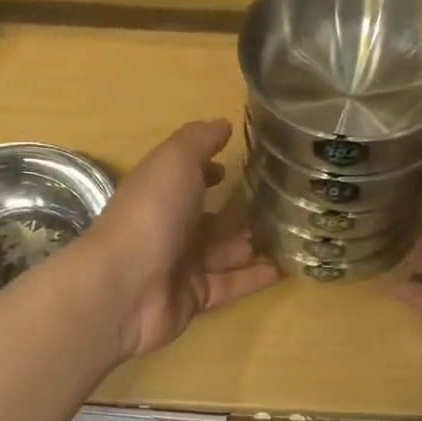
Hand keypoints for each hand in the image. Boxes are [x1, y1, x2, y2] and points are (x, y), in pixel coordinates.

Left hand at [79, 120, 279, 359]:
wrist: (126, 288)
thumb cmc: (152, 214)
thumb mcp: (175, 161)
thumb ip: (199, 140)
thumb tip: (223, 124)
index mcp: (161, 192)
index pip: (188, 178)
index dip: (210, 171)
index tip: (239, 167)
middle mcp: (170, 227)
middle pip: (210, 218)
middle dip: (240, 211)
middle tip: (284, 204)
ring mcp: (182, 264)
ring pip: (225, 251)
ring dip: (254, 243)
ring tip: (295, 235)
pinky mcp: (195, 297)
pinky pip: (232, 284)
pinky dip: (256, 277)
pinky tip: (286, 268)